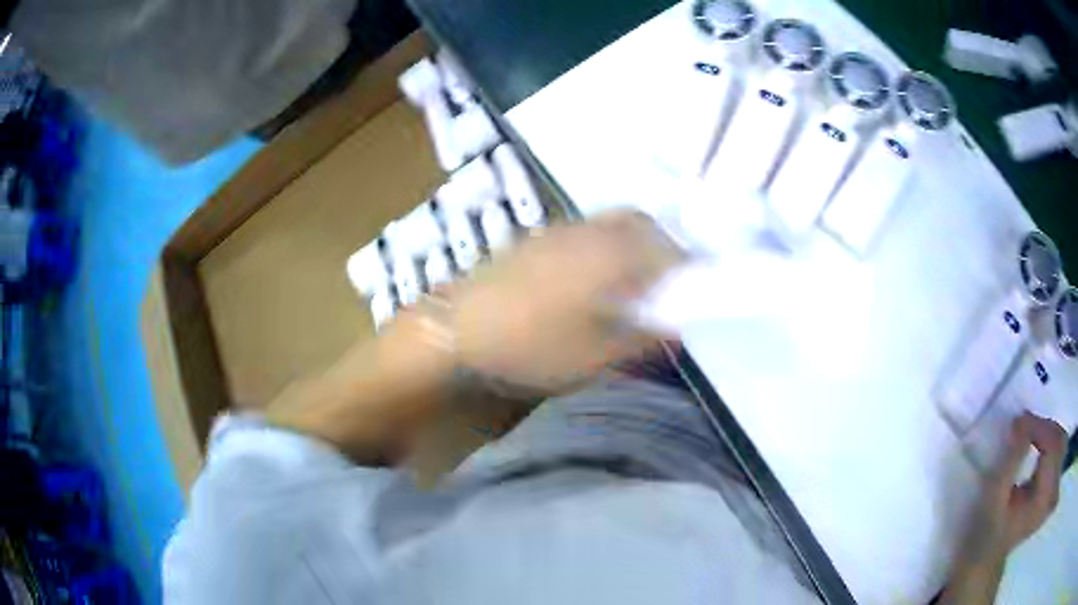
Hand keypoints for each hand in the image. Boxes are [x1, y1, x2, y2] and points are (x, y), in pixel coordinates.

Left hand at [443, 211, 683, 393]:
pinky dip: (600, 247)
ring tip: (630, 282)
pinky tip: (588, 280)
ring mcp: (556, 232)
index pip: (665, 249)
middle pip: (638, 223)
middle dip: (660, 245)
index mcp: (611, 255)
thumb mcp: (594, 356)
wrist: (453, 331)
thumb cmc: (529, 347)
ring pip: (608, 225)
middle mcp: (587, 232)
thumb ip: (642, 339)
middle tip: (665, 281)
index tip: (695, 288)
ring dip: (629, 244)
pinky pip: (582, 233)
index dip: (686, 266)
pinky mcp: (532, 240)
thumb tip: (677, 331)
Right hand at [968, 412, 1066, 561]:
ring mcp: (1052, 492)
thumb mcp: (992, 499)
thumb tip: (1022, 423)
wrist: (985, 560)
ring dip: (1048, 432)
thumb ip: (1011, 461)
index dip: (1039, 428)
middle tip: (1023, 427)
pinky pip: (1058, 453)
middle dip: (1044, 428)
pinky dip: (1050, 442)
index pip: (1052, 446)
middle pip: (1059, 441)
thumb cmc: (985, 531)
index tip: (1018, 422)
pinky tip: (1038, 446)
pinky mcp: (1051, 489)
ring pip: (1061, 443)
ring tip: (1030, 434)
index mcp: (1042, 499)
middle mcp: (1051, 493)